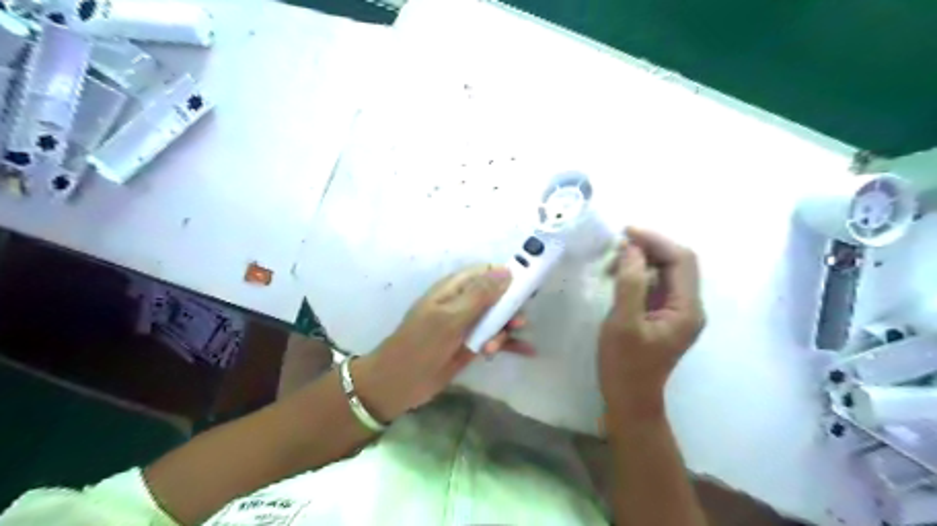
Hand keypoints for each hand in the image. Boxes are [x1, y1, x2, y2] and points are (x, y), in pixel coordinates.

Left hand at [357, 266, 532, 419]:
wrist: (400, 382)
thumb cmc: (421, 344)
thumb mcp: (450, 318)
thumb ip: (479, 295)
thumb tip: (506, 270)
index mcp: (455, 288)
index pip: (487, 272)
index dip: (508, 276)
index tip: (527, 286)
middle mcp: (464, 302)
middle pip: (498, 296)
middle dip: (509, 308)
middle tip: (516, 323)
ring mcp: (469, 324)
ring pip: (499, 318)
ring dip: (505, 330)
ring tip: (493, 347)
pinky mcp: (473, 344)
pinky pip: (497, 338)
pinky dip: (510, 344)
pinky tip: (528, 351)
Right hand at [600, 227, 701, 418]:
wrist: (630, 400)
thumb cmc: (625, 366)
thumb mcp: (623, 323)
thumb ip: (630, 284)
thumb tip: (631, 249)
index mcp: (687, 309)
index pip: (681, 260)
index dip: (656, 241)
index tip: (626, 232)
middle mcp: (689, 307)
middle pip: (677, 263)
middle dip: (649, 248)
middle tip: (617, 245)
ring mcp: (677, 312)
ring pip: (665, 272)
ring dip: (642, 260)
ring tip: (612, 263)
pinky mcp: (663, 316)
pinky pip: (655, 285)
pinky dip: (638, 274)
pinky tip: (617, 276)